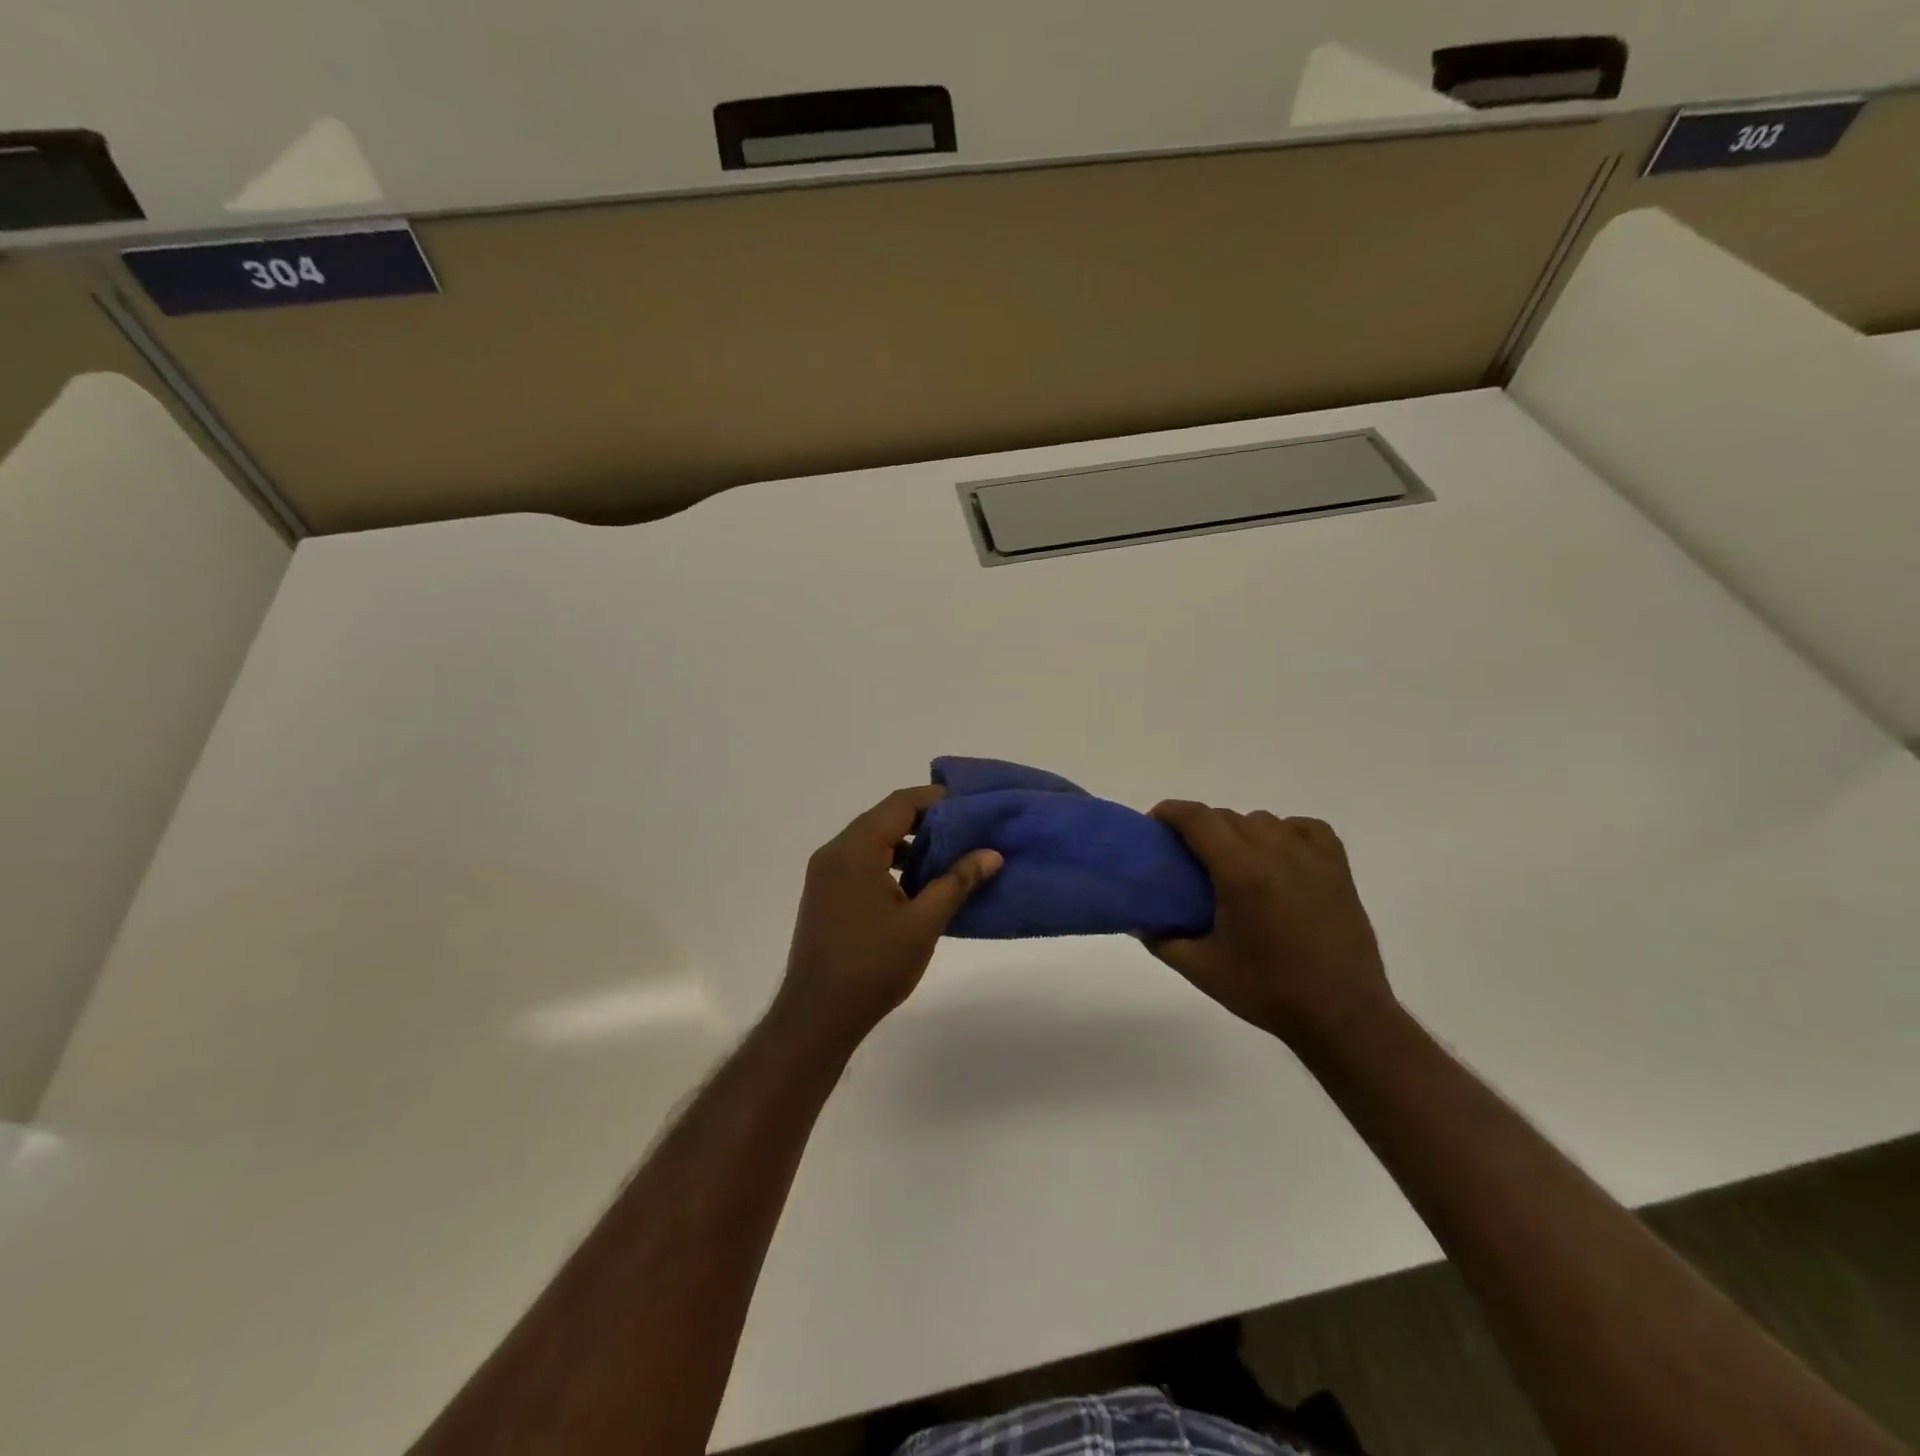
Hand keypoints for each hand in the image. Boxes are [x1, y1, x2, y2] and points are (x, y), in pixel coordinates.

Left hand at [775, 785, 1001, 1046]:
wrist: (817, 1016)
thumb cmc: (873, 966)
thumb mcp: (923, 923)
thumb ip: (957, 882)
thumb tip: (991, 853)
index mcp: (855, 850)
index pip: (900, 804)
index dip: (936, 800)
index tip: (971, 805)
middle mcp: (834, 852)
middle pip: (885, 819)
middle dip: (926, 822)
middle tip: (967, 831)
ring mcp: (825, 874)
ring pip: (873, 841)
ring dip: (909, 845)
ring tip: (948, 858)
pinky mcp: (825, 894)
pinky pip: (861, 862)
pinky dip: (890, 863)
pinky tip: (917, 885)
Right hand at [1147, 802, 1394, 1047]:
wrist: (1341, 1015)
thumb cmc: (1267, 992)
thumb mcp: (1201, 970)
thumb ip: (1162, 940)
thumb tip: (1138, 920)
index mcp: (1241, 873)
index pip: (1200, 819)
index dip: (1172, 812)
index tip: (1155, 823)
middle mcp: (1277, 854)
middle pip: (1228, 817)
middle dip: (1201, 826)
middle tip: (1187, 855)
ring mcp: (1312, 859)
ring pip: (1265, 820)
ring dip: (1240, 831)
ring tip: (1232, 860)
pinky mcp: (1338, 870)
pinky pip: (1307, 829)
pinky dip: (1286, 832)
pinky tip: (1278, 854)